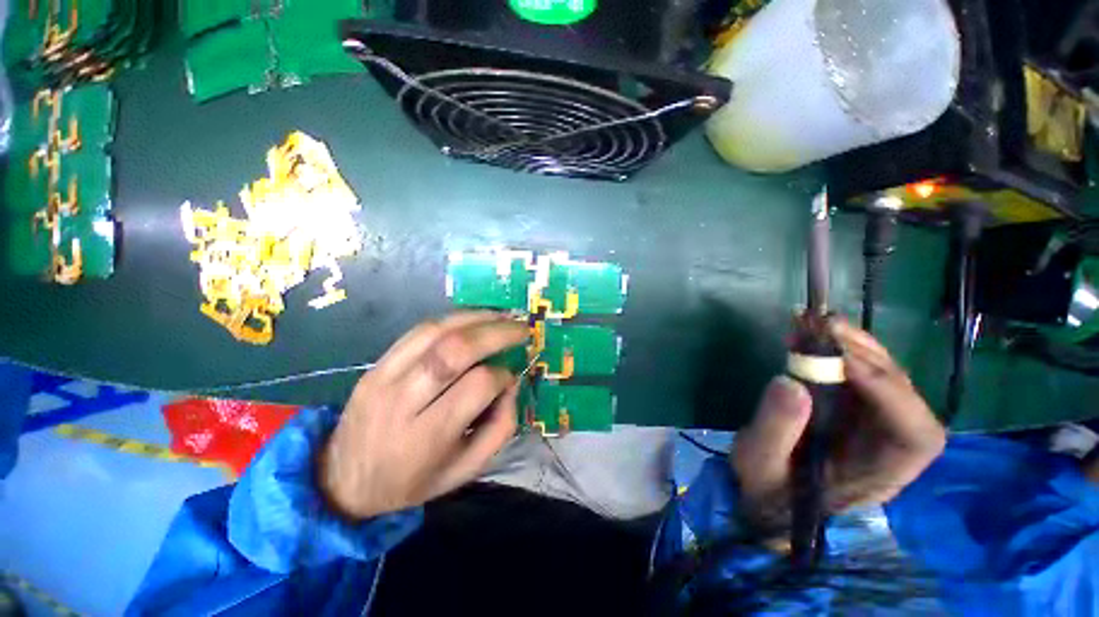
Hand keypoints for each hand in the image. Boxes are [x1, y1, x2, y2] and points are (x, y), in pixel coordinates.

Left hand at [320, 312, 528, 519]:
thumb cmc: (413, 480)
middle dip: (496, 333)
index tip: (511, 377)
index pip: (478, 386)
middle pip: (455, 350)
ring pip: (436, 331)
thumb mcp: (466, 470)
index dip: (503, 375)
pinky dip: (451, 319)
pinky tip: (473, 319)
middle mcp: (403, 401)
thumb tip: (511, 383)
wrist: (343, 480)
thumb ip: (499, 428)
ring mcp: (384, 377)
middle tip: (521, 328)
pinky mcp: (376, 364)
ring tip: (502, 316)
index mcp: (428, 436)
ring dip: (476, 318)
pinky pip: (418, 330)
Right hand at [732, 320, 945, 529]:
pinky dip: (833, 348)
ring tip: (809, 322)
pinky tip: (806, 333)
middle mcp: (889, 441)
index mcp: (881, 471)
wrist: (769, 491)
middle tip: (821, 326)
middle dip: (866, 355)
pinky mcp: (850, 403)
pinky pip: (852, 369)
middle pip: (902, 392)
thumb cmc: (768, 488)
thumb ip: (775, 429)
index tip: (843, 362)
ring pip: (881, 374)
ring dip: (849, 344)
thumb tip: (790, 381)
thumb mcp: (760, 463)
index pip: (916, 434)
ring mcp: (871, 419)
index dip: (890, 394)